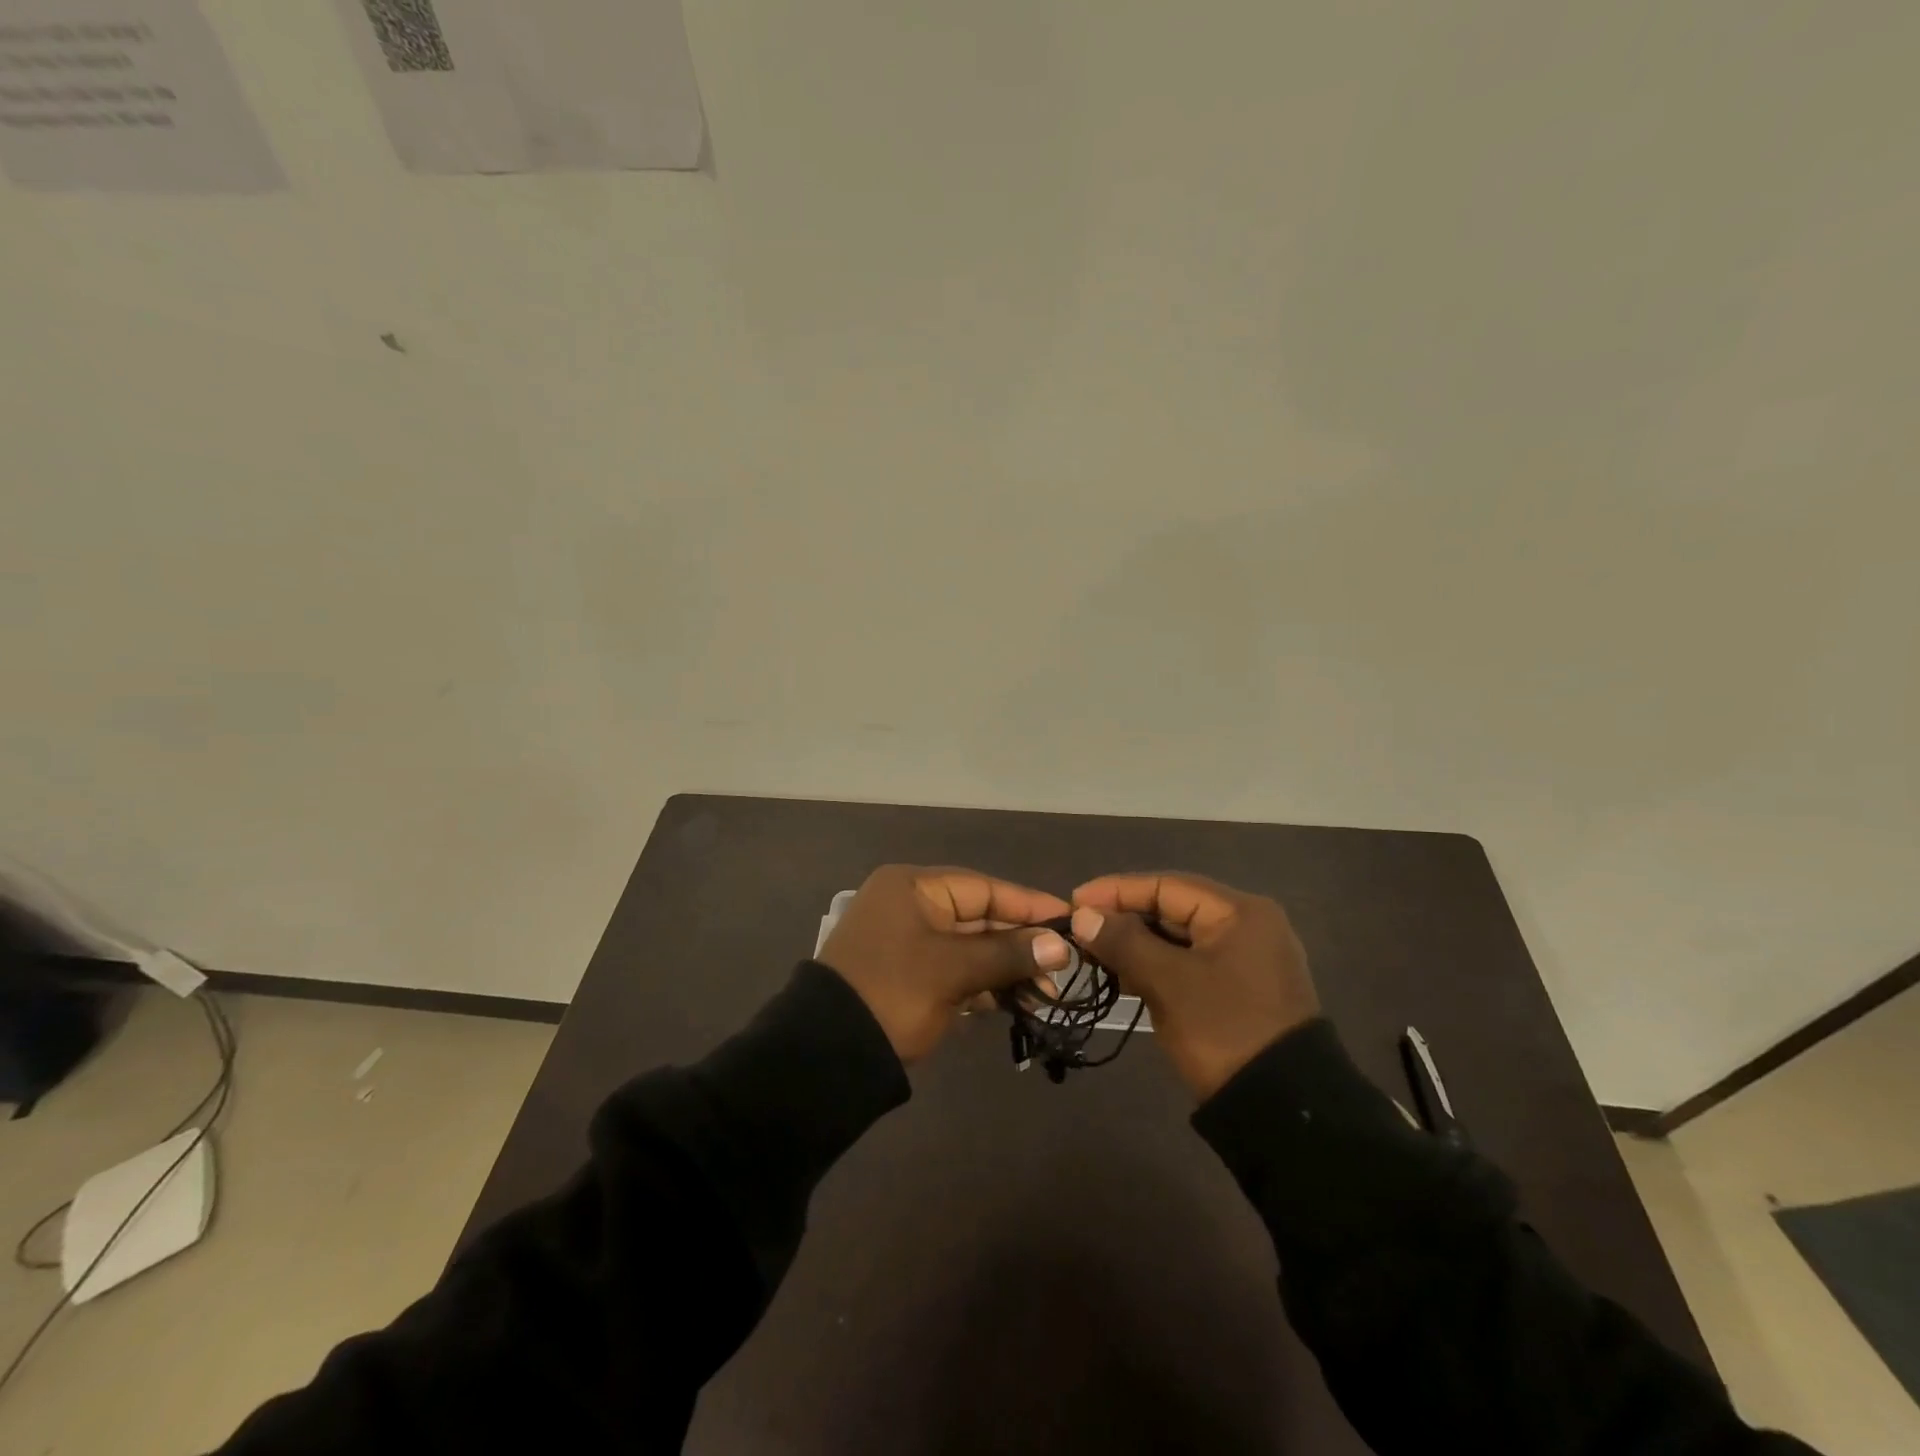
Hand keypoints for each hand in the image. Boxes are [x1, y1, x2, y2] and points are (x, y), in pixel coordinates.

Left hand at [819, 865, 1071, 1064]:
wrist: (828, 1054)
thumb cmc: (893, 992)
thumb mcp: (952, 970)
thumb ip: (1008, 954)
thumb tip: (1060, 946)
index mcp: (913, 888)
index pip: (983, 888)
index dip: (1028, 905)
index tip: (1069, 919)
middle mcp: (911, 907)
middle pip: (979, 918)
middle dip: (1021, 944)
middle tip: (1063, 967)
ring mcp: (910, 943)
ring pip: (971, 948)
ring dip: (1006, 969)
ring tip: (1046, 993)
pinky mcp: (911, 976)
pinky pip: (957, 971)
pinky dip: (985, 986)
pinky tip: (1018, 1002)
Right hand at [1069, 872, 1320, 1100]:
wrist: (1282, 1112)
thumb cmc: (1224, 1031)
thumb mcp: (1169, 983)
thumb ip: (1123, 942)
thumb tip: (1082, 916)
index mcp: (1240, 912)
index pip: (1166, 885)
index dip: (1116, 891)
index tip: (1074, 902)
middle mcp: (1247, 926)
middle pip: (1173, 909)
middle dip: (1124, 919)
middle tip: (1079, 930)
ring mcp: (1246, 960)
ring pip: (1178, 938)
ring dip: (1136, 944)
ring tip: (1093, 953)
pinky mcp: (1239, 990)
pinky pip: (1188, 963)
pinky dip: (1156, 966)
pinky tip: (1124, 975)